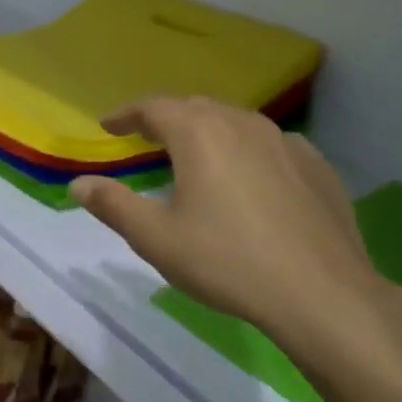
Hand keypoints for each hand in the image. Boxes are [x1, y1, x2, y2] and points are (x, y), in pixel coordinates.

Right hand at [70, 97, 383, 348]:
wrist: (323, 294)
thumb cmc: (227, 262)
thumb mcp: (155, 239)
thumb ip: (113, 205)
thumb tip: (79, 184)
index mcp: (199, 135)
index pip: (154, 108)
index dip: (126, 114)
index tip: (108, 125)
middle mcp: (242, 125)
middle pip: (195, 108)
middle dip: (165, 118)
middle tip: (145, 138)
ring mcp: (286, 143)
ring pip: (235, 122)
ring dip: (207, 130)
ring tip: (194, 154)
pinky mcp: (317, 166)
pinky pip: (270, 144)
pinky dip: (246, 150)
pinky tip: (248, 176)